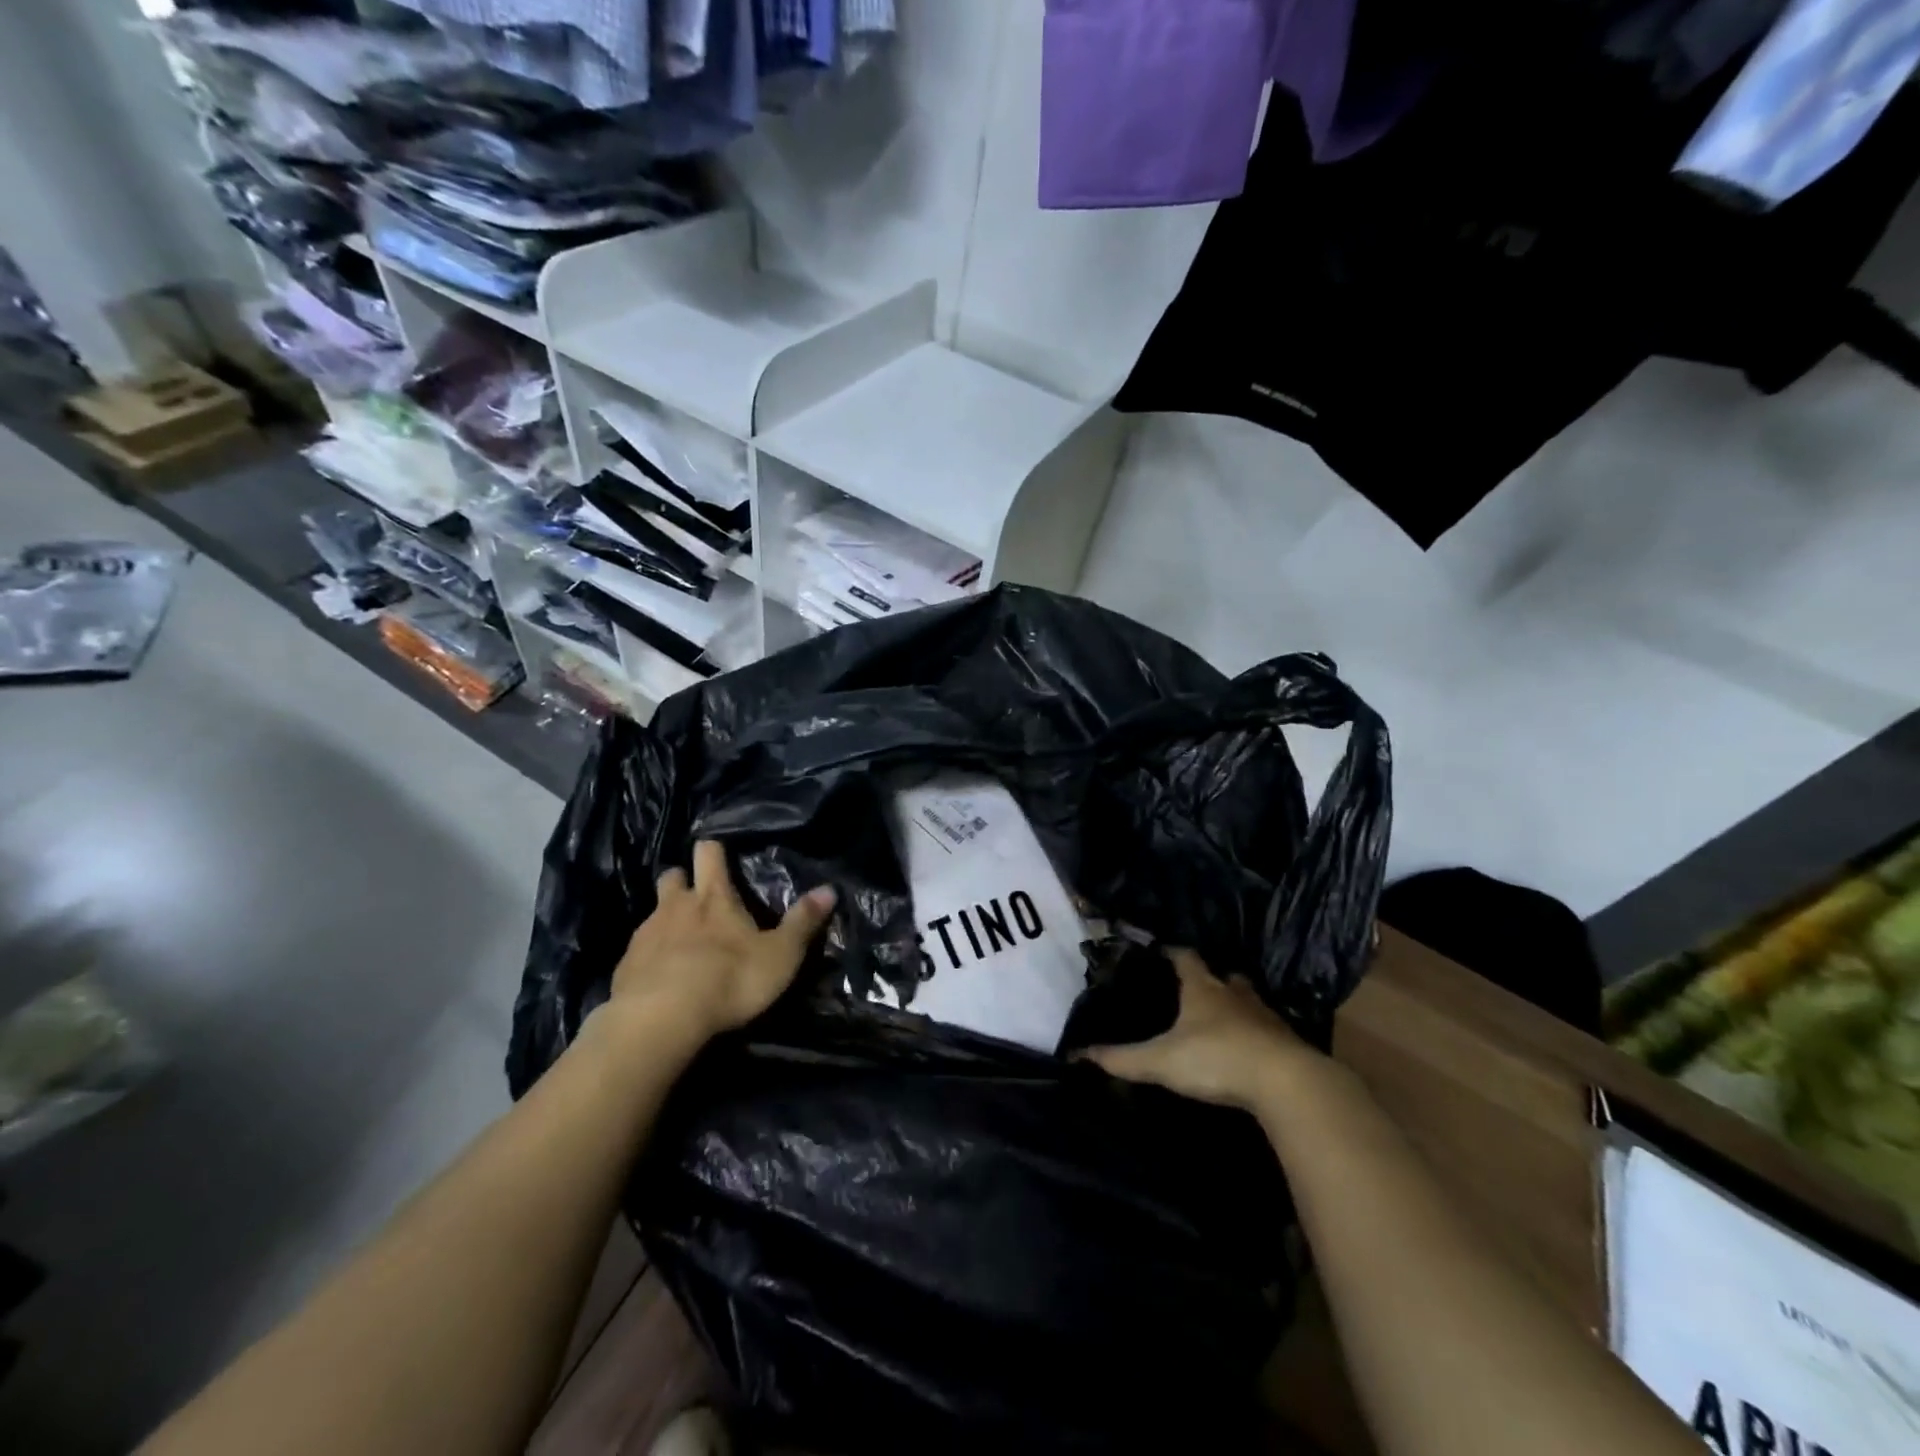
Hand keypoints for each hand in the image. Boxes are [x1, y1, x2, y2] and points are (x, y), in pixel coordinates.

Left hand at [609, 840, 836, 1047]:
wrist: (660, 1019)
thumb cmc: (729, 979)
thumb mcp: (780, 954)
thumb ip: (803, 922)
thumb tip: (829, 889)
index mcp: (714, 897)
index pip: (709, 853)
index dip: (713, 850)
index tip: (719, 853)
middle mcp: (676, 906)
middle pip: (672, 876)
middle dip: (683, 880)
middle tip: (697, 896)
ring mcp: (645, 934)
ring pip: (653, 912)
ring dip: (666, 919)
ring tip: (680, 942)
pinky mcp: (624, 966)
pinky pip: (637, 950)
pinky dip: (649, 956)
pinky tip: (660, 976)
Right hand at [1082, 949, 1320, 1110]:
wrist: (1286, 1082)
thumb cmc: (1216, 1058)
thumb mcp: (1161, 1061)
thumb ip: (1122, 1058)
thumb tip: (1078, 1054)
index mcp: (1202, 988)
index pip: (1185, 957)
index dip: (1173, 952)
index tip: (1161, 952)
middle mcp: (1234, 993)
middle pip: (1222, 976)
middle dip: (1210, 979)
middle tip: (1194, 988)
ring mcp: (1264, 1015)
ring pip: (1247, 1000)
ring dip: (1236, 1004)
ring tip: (1221, 1017)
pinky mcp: (1286, 1041)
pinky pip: (1266, 1029)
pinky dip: (1255, 1033)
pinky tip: (1248, 1048)